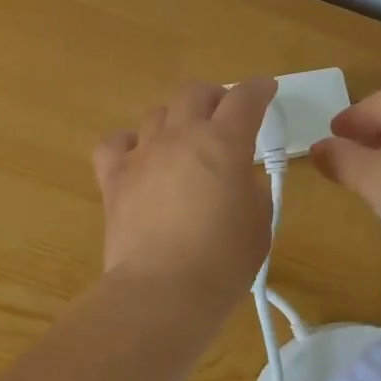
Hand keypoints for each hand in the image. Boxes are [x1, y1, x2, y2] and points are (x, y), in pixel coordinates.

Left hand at [93, 79, 277, 308]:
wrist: (162, 291)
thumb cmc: (223, 261)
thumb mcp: (259, 223)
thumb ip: (251, 189)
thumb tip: (236, 180)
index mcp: (224, 143)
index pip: (245, 98)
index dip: (259, 89)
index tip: (266, 89)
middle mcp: (181, 136)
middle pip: (195, 92)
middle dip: (215, 97)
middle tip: (225, 116)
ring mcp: (143, 154)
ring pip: (157, 113)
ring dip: (176, 120)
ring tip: (184, 142)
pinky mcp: (114, 178)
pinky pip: (115, 143)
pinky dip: (129, 144)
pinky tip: (140, 159)